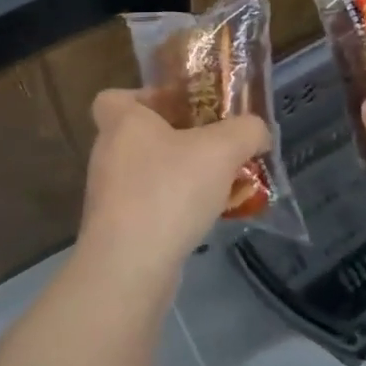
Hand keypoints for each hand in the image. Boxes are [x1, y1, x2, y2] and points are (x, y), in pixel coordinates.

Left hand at [77, 90, 270, 289]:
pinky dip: (174, 207)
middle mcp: (108, 153)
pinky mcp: (117, 230)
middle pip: (139, 134)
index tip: (178, 107)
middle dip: (177, 137)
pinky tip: (207, 217)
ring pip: (148, 172)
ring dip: (180, 175)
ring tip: (220, 183)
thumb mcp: (222, 150)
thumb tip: (258, 131)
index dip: (144, 97)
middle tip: (213, 144)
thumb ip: (247, 131)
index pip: (114, 96)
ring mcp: (109, 194)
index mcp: (122, 122)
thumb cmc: (169, 191)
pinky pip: (150, 205)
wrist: (129, 269)